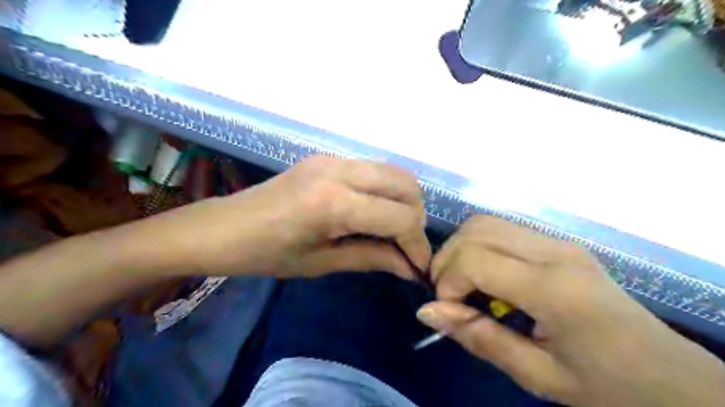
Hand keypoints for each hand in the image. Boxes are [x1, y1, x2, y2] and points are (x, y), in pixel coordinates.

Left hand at [145, 156, 432, 278]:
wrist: (222, 227)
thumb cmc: (266, 255)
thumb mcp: (322, 263)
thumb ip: (373, 258)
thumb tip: (411, 268)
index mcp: (334, 203)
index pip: (401, 218)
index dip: (417, 245)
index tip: (418, 267)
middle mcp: (340, 171)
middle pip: (406, 185)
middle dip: (416, 217)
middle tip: (405, 245)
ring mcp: (333, 158)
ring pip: (394, 172)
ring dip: (403, 201)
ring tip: (392, 229)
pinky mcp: (327, 157)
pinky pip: (373, 169)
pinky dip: (385, 191)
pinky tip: (372, 212)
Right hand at [414, 216, 724, 405]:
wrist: (669, 376)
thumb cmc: (605, 385)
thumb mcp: (537, 375)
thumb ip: (478, 337)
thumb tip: (426, 311)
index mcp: (554, 289)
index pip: (475, 258)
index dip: (447, 281)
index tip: (449, 311)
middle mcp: (555, 251)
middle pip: (476, 230)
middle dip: (448, 260)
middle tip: (449, 296)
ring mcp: (558, 241)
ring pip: (486, 222)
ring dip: (461, 249)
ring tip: (463, 285)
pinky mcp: (557, 242)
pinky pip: (502, 229)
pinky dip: (479, 246)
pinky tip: (486, 277)